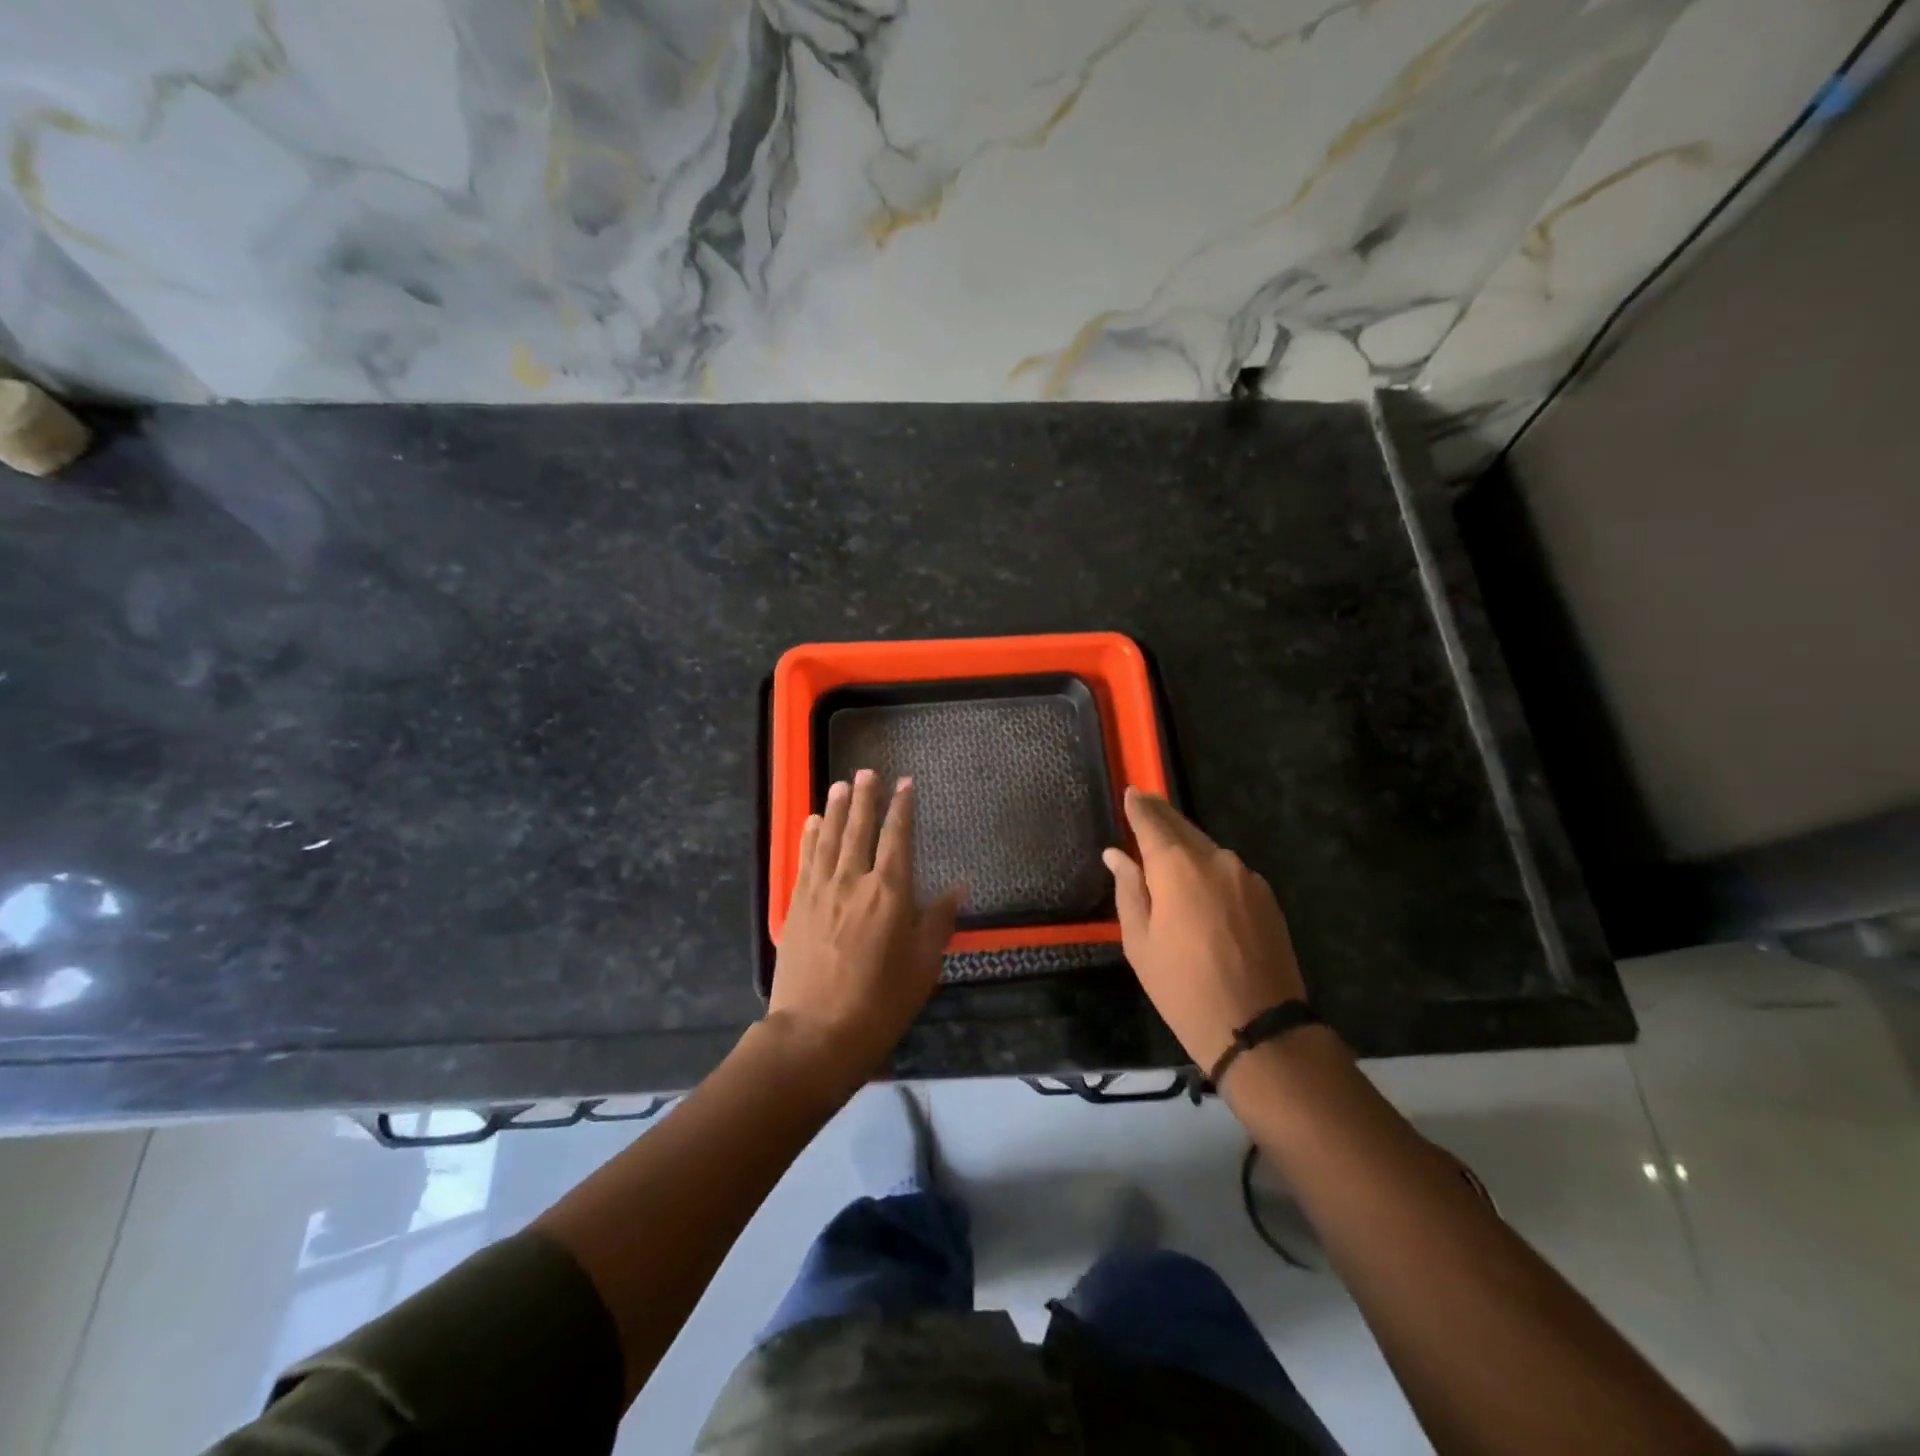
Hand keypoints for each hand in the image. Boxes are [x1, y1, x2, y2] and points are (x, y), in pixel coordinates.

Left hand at [768, 769, 965, 1083]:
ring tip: (842, 784)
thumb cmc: (880, 1003)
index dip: (902, 808)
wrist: (815, 1034)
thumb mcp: (923, 965)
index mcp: (890, 892)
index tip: (905, 783)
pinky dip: (811, 837)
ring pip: (831, 838)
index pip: (898, 837)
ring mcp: (821, 891)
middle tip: (868, 771)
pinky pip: (805, 860)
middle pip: (860, 828)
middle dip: (866, 797)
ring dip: (838, 808)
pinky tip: (813, 821)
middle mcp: (854, 880)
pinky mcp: (798, 905)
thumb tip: (958, 885)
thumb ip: (939, 920)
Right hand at [1103, 788, 1305, 1072]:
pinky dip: (1208, 870)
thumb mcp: (1140, 942)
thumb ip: (1128, 890)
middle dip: (1162, 819)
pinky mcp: (1266, 896)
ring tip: (1166, 857)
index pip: (1153, 822)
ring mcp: (1246, 876)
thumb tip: (1117, 855)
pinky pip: (1227, 871)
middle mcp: (1216, 859)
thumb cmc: (1183, 988)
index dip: (1139, 806)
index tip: (1130, 792)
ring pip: (1207, 849)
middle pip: (1183, 828)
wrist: (1259, 1028)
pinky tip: (1199, 890)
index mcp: (1178, 867)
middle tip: (1143, 809)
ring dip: (1186, 847)